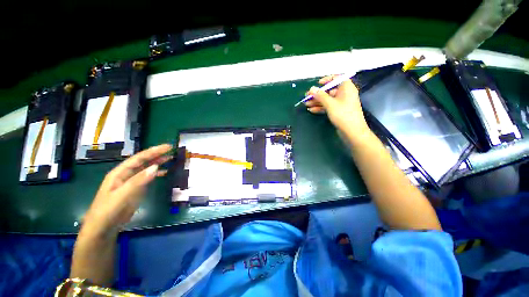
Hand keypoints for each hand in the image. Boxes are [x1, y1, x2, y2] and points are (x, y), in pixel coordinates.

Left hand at [81, 144, 172, 236]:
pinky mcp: (136, 190)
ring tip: (170, 158)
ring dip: (158, 162)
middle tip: (171, 150)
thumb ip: (138, 180)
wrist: (103, 228)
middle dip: (157, 154)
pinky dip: (157, 174)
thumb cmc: (108, 210)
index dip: (153, 151)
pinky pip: (148, 178)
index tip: (167, 147)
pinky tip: (165, 172)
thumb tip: (156, 167)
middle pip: (143, 161)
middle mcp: (126, 175)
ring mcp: (131, 182)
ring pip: (146, 168)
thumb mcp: (122, 195)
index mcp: (120, 173)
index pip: (139, 158)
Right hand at [305, 76, 369, 138]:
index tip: (317, 84)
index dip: (326, 80)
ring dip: (317, 102)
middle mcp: (344, 94)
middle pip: (329, 90)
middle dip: (317, 94)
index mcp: (346, 87)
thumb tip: (312, 88)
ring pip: (327, 99)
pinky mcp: (338, 111)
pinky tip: (311, 110)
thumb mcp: (330, 104)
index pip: (337, 78)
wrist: (352, 132)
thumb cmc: (343, 114)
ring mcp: (341, 103)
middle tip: (306, 97)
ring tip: (306, 104)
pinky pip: (328, 106)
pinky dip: (320, 107)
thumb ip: (320, 95)